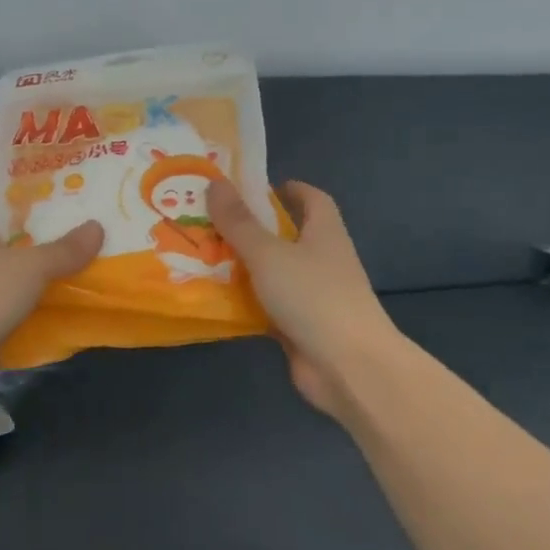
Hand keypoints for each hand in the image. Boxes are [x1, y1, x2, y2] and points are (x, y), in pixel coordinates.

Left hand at [0, 223, 103, 418]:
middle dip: (40, 281)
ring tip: (78, 312)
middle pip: (10, 274)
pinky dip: (23, 343)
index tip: (74, 249)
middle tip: (84, 282)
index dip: (38, 242)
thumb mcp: (30, 267)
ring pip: (7, 309)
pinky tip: (53, 345)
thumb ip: (64, 252)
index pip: (8, 238)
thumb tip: (97, 226)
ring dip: (33, 314)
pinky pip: (3, 341)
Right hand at [208, 180, 397, 421]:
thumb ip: (239, 222)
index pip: (312, 199)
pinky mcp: (300, 327)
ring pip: (272, 273)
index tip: (255, 188)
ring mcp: (312, 296)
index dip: (288, 190)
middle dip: (251, 228)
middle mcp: (322, 260)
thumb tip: (215, 183)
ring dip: (242, 266)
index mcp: (324, 233)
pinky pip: (266, 306)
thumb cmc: (313, 296)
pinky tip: (212, 298)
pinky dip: (244, 302)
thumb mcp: (269, 253)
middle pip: (286, 236)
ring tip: (200, 255)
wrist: (349, 366)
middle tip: (210, 221)